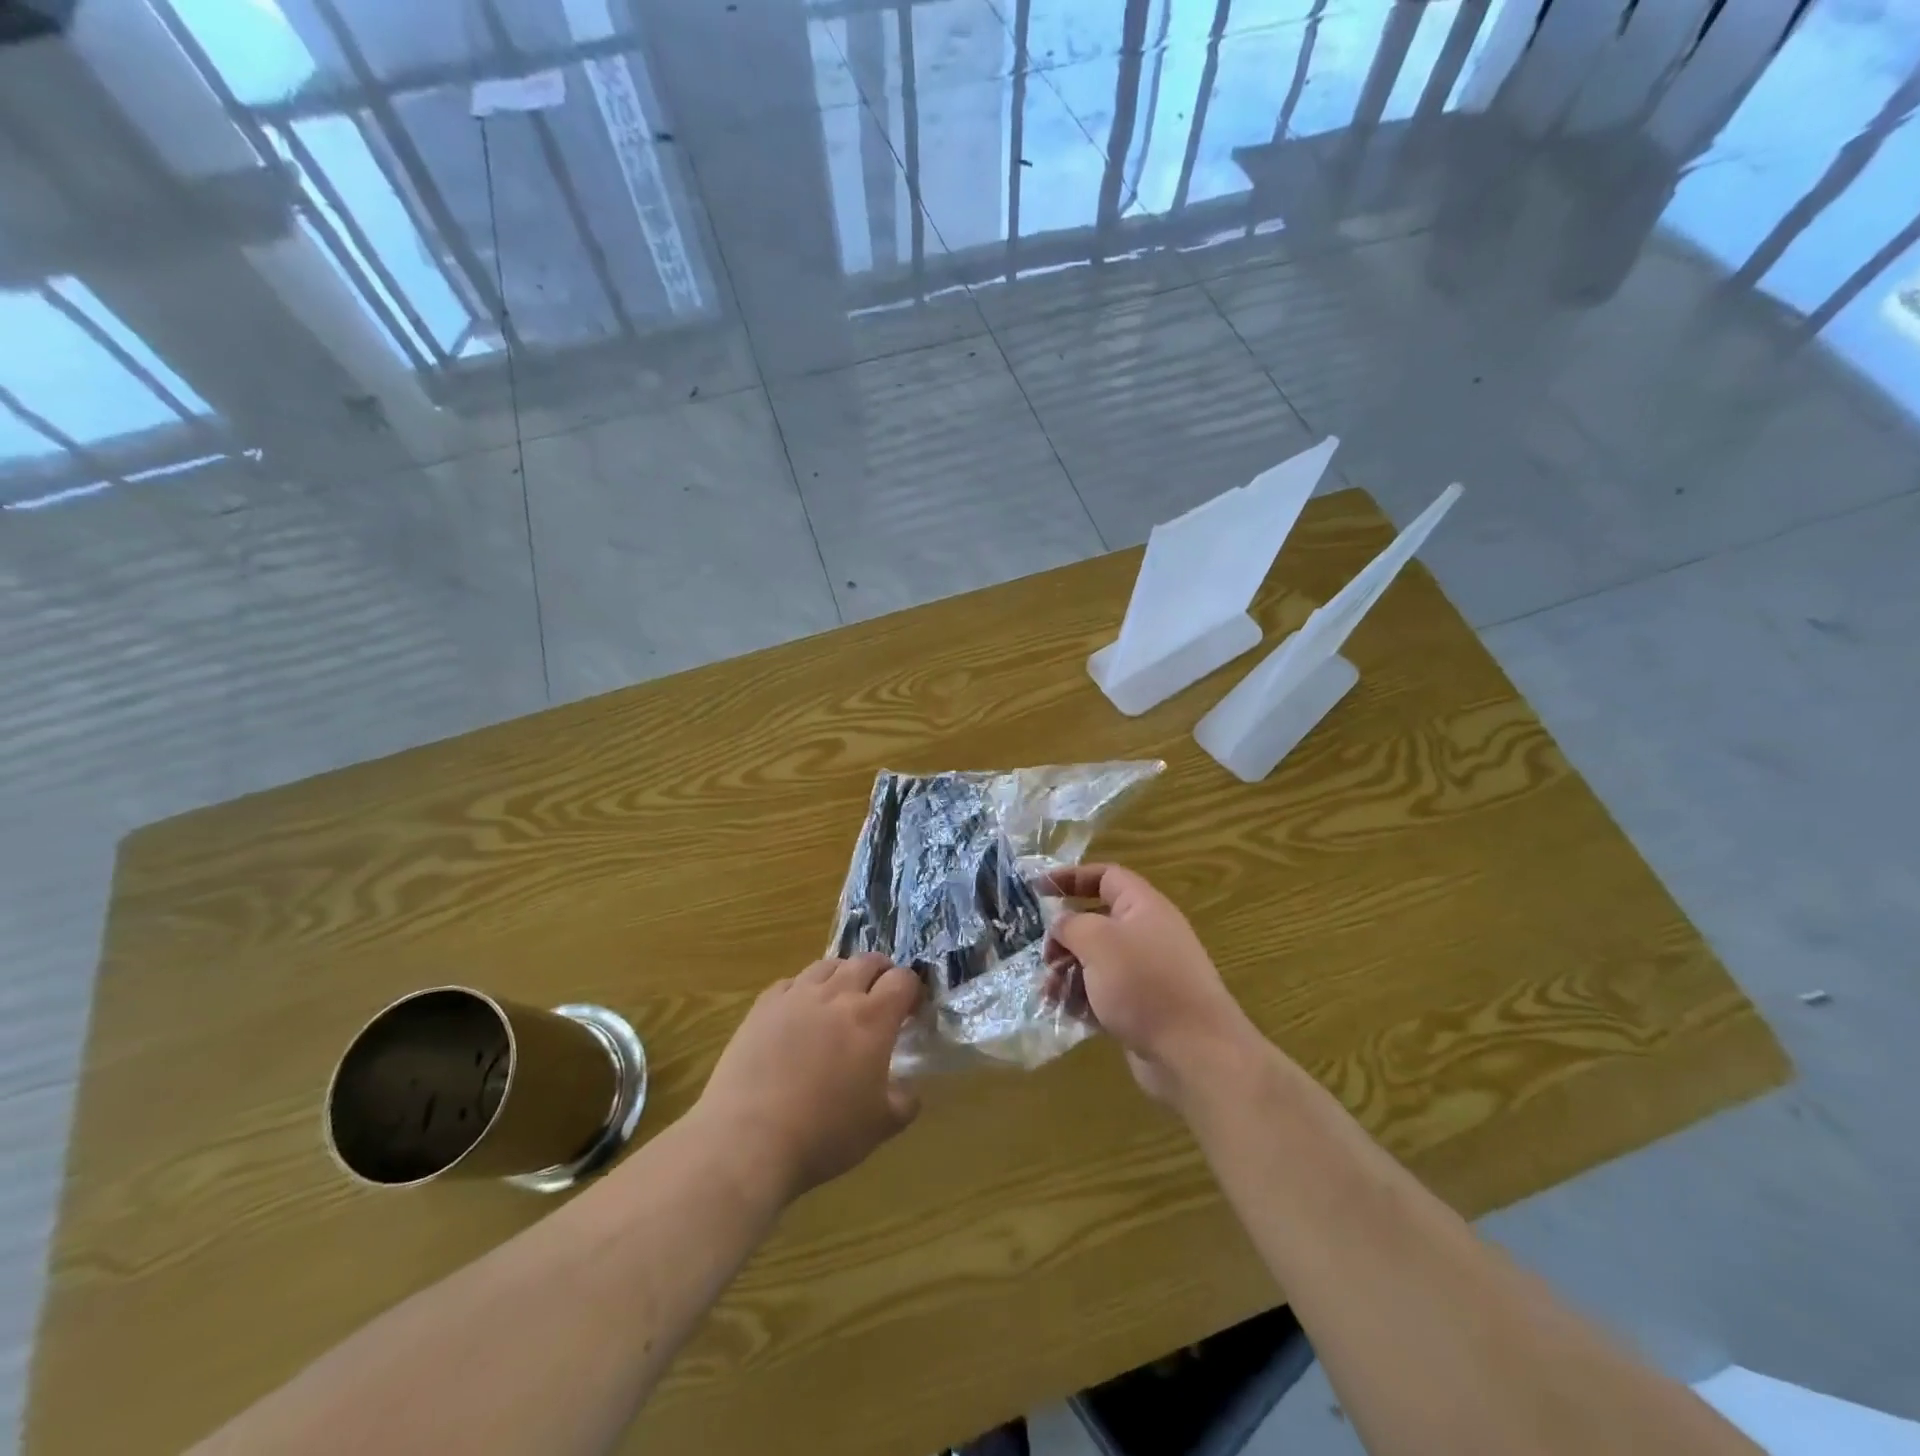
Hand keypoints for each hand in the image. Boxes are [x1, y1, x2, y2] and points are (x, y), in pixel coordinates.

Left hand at [693, 953, 922, 1203]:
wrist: (748, 1140)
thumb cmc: (824, 1134)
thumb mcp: (880, 1127)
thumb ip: (904, 1102)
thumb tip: (908, 1089)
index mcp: (873, 1019)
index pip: (903, 980)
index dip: (912, 989)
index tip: (911, 1009)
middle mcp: (837, 995)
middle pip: (867, 962)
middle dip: (881, 973)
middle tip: (881, 996)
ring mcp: (797, 996)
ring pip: (828, 965)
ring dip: (843, 975)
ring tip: (842, 997)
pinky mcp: (763, 1006)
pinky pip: (792, 982)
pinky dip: (804, 989)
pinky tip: (801, 1011)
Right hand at [1046, 865, 1259, 1105]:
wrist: (1195, 1052)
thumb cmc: (1144, 983)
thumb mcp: (1097, 941)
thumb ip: (1071, 924)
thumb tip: (1062, 923)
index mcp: (1143, 906)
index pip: (1105, 877)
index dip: (1071, 877)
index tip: (1037, 889)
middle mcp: (1147, 934)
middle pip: (1096, 922)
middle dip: (1065, 939)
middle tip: (1046, 958)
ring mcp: (1146, 973)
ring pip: (1096, 962)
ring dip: (1068, 974)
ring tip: (1050, 994)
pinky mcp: (1143, 1007)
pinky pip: (1105, 994)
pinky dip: (1084, 1000)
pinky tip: (1069, 1014)